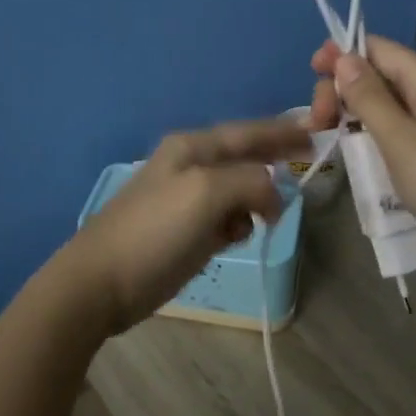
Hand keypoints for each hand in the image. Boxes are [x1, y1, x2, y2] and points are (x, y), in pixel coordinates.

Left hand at [56, 118, 312, 334]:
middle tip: (307, 161)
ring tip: (269, 215)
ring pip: (236, 189)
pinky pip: (224, 217)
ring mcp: (185, 199)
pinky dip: (237, 222)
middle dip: (273, 159)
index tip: (314, 134)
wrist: (100, 282)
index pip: (247, 132)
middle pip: (242, 156)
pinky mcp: (184, 230)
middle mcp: (190, 166)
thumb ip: (249, 182)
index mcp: (192, 148)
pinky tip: (238, 236)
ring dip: (256, 197)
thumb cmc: (155, 231)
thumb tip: (272, 194)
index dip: (281, 132)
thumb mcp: (207, 193)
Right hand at [309, 37, 415, 252]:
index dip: (343, 54)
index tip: (310, 72)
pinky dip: (366, 139)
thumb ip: (369, 97)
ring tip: (323, 136)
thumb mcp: (402, 139)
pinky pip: (390, 136)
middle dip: (341, 90)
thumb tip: (342, 56)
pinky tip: (350, 155)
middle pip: (377, 77)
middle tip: (316, 122)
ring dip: (350, 116)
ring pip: (381, 108)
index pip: (379, 49)